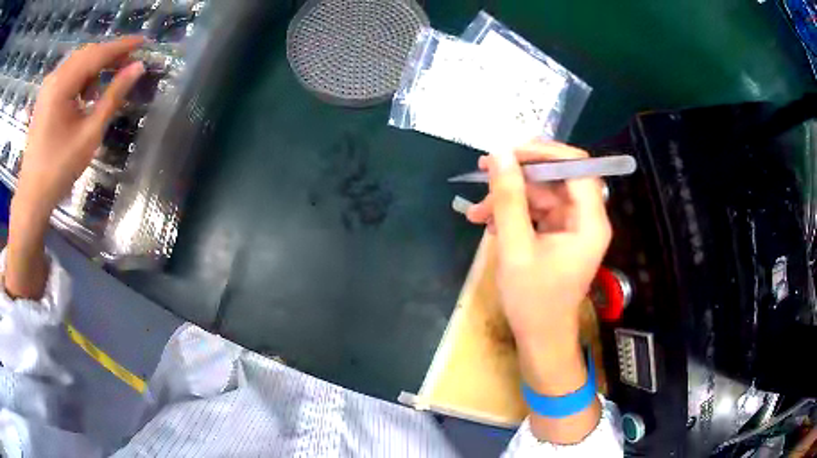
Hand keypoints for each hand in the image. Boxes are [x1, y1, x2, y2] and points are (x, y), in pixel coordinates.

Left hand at [5, 37, 145, 299]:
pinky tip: (87, 92)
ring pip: (77, 62)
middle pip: (87, 53)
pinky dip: (82, 76)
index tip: (144, 42)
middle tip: (130, 61)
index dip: (122, 46)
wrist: (32, 196)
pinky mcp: (45, 97)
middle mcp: (54, 77)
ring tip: (110, 78)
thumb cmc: (59, 168)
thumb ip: (113, 96)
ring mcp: (47, 87)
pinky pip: (68, 75)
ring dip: (96, 65)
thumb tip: (137, 68)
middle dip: (109, 54)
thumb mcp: (90, 133)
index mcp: (62, 83)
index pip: (97, 54)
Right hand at [467, 141, 610, 347]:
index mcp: (589, 221)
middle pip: (556, 178)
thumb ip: (508, 198)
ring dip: (509, 199)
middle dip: (518, 176)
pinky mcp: (560, 236)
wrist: (540, 339)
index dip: (545, 152)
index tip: (509, 152)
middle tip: (482, 172)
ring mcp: (573, 227)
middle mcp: (587, 218)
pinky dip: (514, 214)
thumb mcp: (515, 247)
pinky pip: (538, 212)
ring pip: (542, 195)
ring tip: (475, 212)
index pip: (577, 166)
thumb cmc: (533, 301)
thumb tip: (498, 154)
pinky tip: (490, 225)